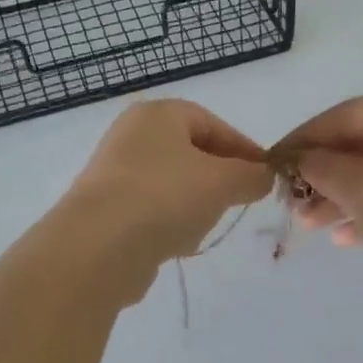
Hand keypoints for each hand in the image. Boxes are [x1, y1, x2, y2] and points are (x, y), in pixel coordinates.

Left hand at [63, 100, 273, 280]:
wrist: (98, 246)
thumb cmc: (165, 197)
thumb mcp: (223, 182)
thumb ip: (251, 176)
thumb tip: (264, 176)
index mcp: (158, 115)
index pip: (212, 123)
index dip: (243, 149)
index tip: (264, 176)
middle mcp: (132, 137)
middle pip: (191, 154)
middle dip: (218, 180)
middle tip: (238, 201)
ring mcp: (115, 175)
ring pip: (172, 186)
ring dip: (194, 205)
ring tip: (203, 226)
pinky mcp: (106, 211)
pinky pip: (151, 212)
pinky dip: (169, 225)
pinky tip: (176, 245)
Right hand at [274, 96, 362, 330]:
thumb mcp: (358, 188)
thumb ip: (321, 165)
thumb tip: (302, 158)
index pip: (347, 113)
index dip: (306, 135)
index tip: (275, 160)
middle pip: (360, 144)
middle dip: (320, 171)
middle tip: (290, 198)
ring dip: (336, 195)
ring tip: (307, 224)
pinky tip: (340, 238)